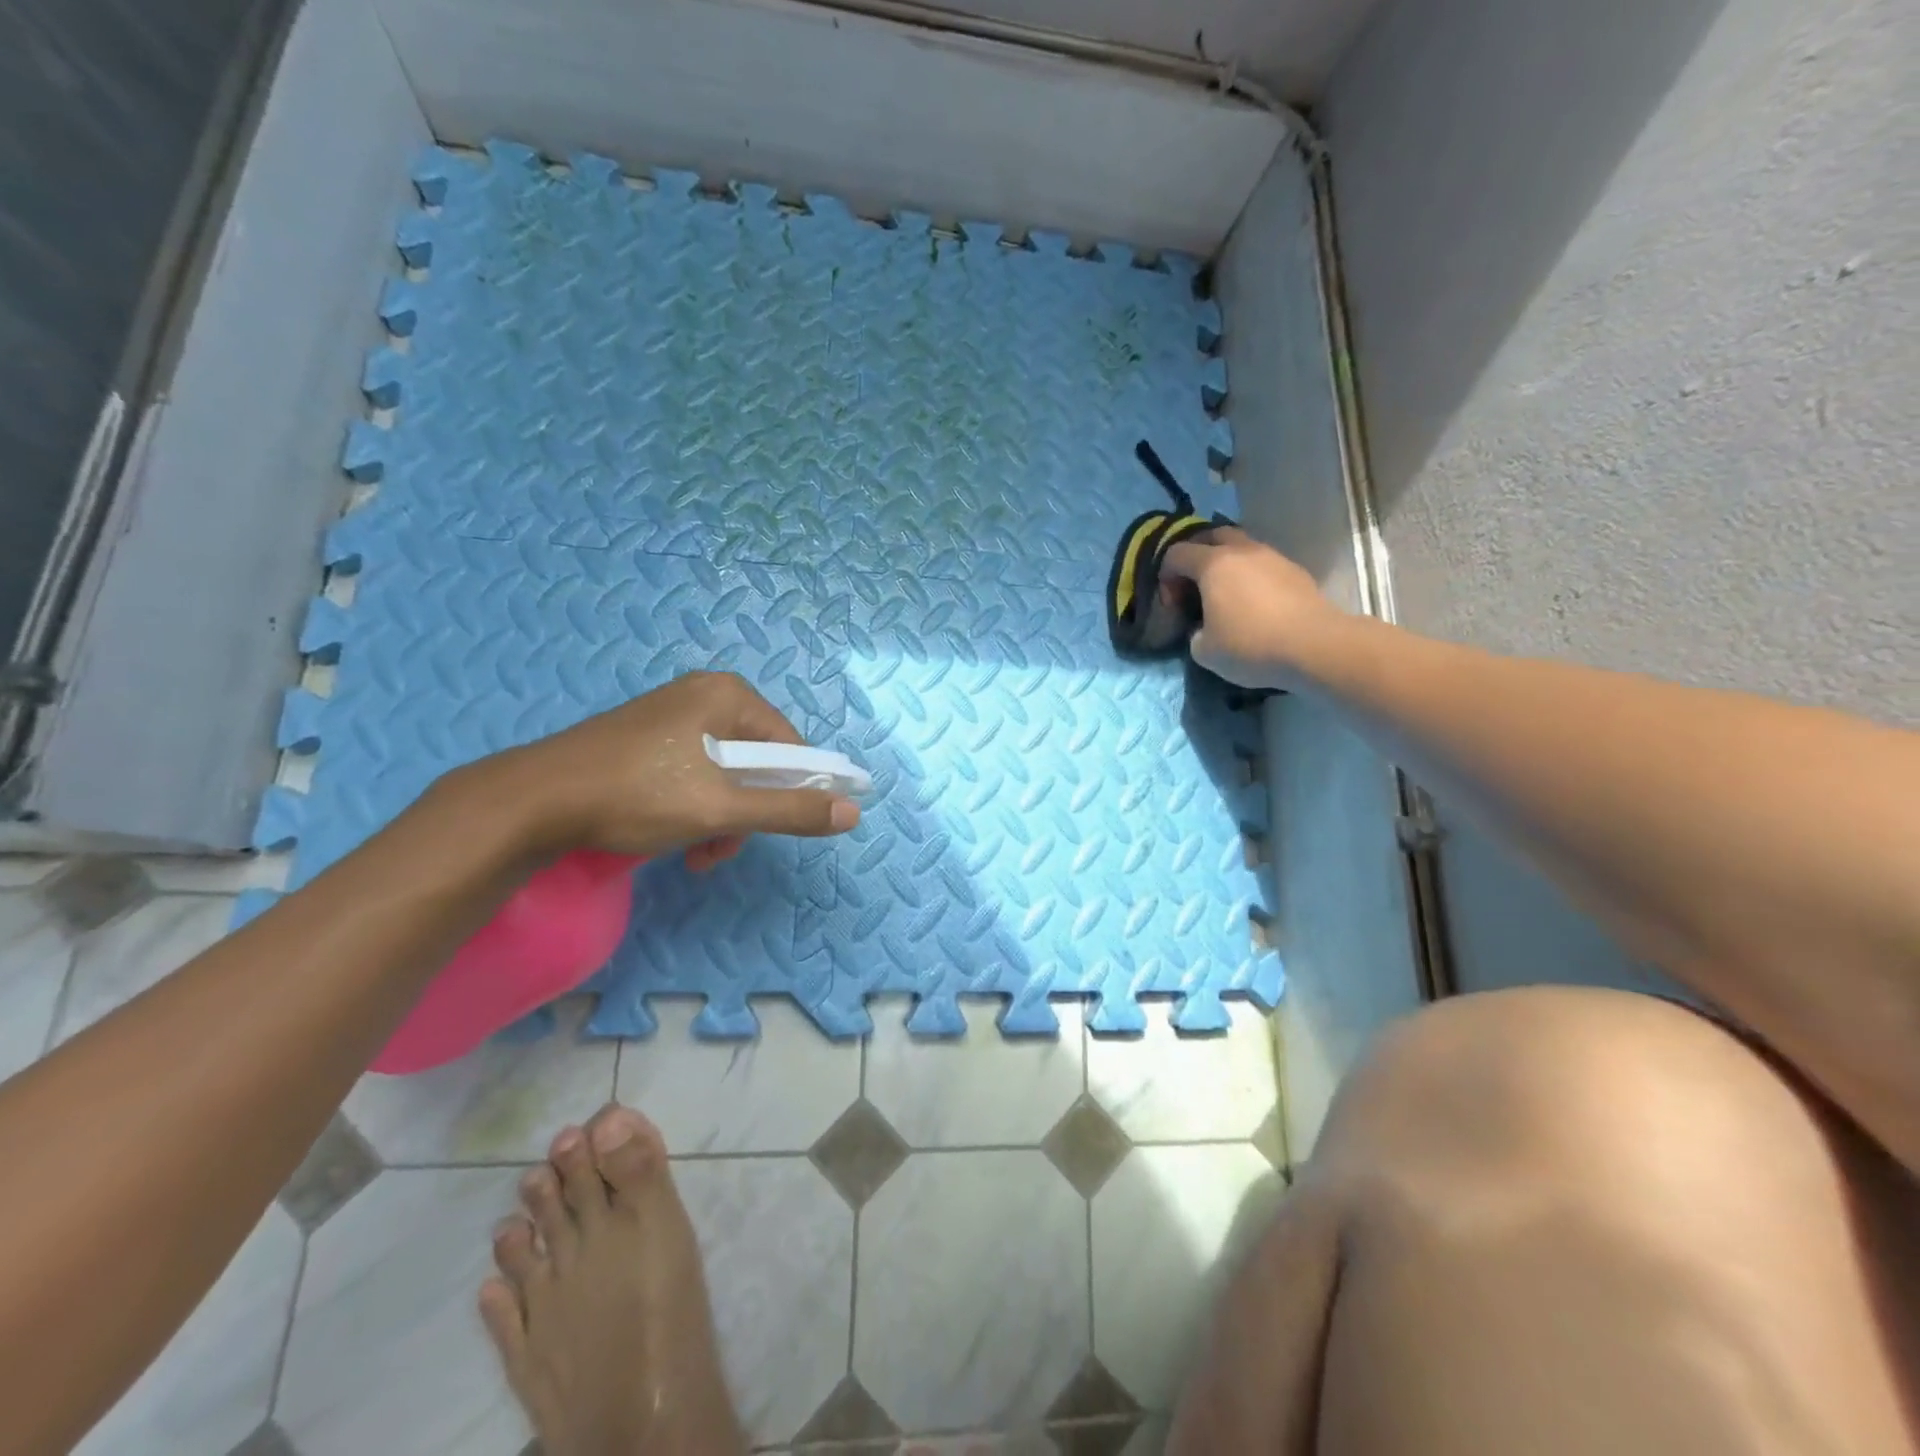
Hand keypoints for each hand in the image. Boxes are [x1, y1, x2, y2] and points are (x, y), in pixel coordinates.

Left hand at [465, 673, 860, 863]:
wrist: (533, 801)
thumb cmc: (638, 795)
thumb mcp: (722, 808)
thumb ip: (790, 810)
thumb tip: (853, 813)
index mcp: (728, 696)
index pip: (791, 746)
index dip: (792, 792)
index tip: (771, 831)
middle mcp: (704, 695)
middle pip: (757, 762)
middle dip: (747, 813)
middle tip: (721, 848)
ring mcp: (672, 715)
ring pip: (724, 774)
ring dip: (721, 819)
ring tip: (695, 853)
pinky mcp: (647, 738)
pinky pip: (693, 773)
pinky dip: (694, 808)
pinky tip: (675, 839)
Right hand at [1160, 528, 1341, 688]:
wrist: (1315, 646)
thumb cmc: (1250, 646)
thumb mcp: (1204, 651)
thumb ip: (1195, 634)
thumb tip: (1203, 628)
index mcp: (1213, 564)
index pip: (1176, 554)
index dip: (1166, 576)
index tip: (1173, 604)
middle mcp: (1242, 551)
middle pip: (1212, 536)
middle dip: (1197, 556)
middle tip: (1195, 585)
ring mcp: (1273, 557)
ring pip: (1242, 547)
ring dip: (1228, 564)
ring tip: (1227, 593)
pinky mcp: (1295, 571)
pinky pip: (1264, 564)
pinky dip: (1252, 576)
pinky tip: (1255, 603)